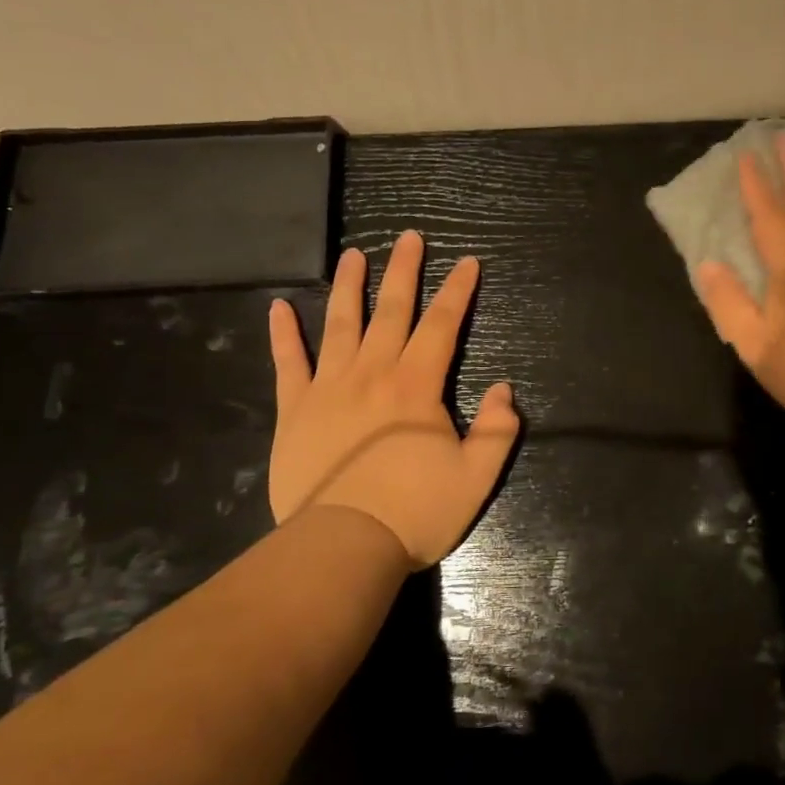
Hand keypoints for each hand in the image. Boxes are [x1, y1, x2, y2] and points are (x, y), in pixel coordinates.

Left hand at [266, 230, 518, 566]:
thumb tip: (504, 389)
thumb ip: (498, 430)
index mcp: (417, 386)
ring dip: (349, 286)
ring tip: (353, 255)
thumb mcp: (476, 476)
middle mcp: (373, 373)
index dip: (457, 291)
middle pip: (391, 310)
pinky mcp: (295, 410)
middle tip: (409, 237)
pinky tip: (279, 307)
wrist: (342, 547)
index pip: (443, 325)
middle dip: (404, 271)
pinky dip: (283, 334)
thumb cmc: (414, 512)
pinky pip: (288, 363)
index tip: (467, 262)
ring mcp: (329, 388)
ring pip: (340, 324)